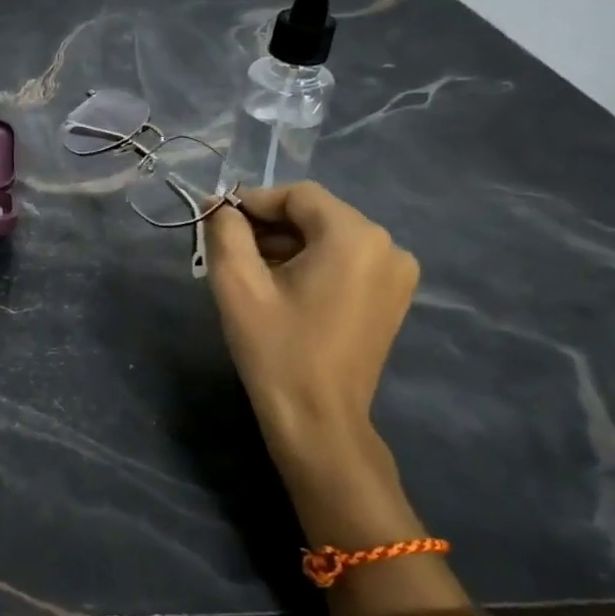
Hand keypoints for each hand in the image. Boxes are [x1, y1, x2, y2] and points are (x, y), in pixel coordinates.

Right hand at [206, 182, 419, 515]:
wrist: (318, 419)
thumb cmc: (276, 349)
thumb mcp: (237, 284)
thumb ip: (226, 231)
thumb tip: (220, 205)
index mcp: (355, 237)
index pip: (298, 196)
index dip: (254, 202)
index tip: (218, 221)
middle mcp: (387, 246)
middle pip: (316, 215)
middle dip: (269, 226)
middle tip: (228, 249)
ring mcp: (397, 273)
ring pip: (330, 238)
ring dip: (288, 246)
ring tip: (250, 272)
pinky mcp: (393, 297)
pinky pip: (345, 261)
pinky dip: (311, 264)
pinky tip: (282, 288)